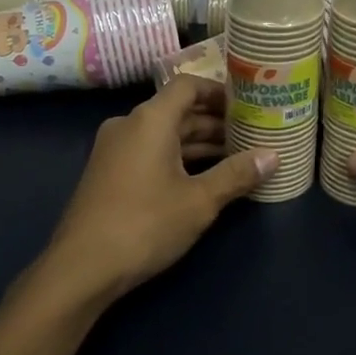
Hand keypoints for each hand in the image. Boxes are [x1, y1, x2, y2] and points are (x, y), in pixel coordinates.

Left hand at [42, 75, 274, 302]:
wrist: (82, 267)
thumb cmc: (145, 224)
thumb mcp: (199, 201)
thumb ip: (236, 174)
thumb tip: (273, 156)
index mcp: (149, 120)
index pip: (188, 86)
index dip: (219, 92)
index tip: (248, 105)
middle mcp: (129, 125)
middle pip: (178, 111)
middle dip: (215, 123)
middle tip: (252, 135)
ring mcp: (115, 149)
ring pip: (164, 135)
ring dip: (198, 144)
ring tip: (237, 159)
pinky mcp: (109, 173)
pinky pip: (150, 152)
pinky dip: (178, 158)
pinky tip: (204, 178)